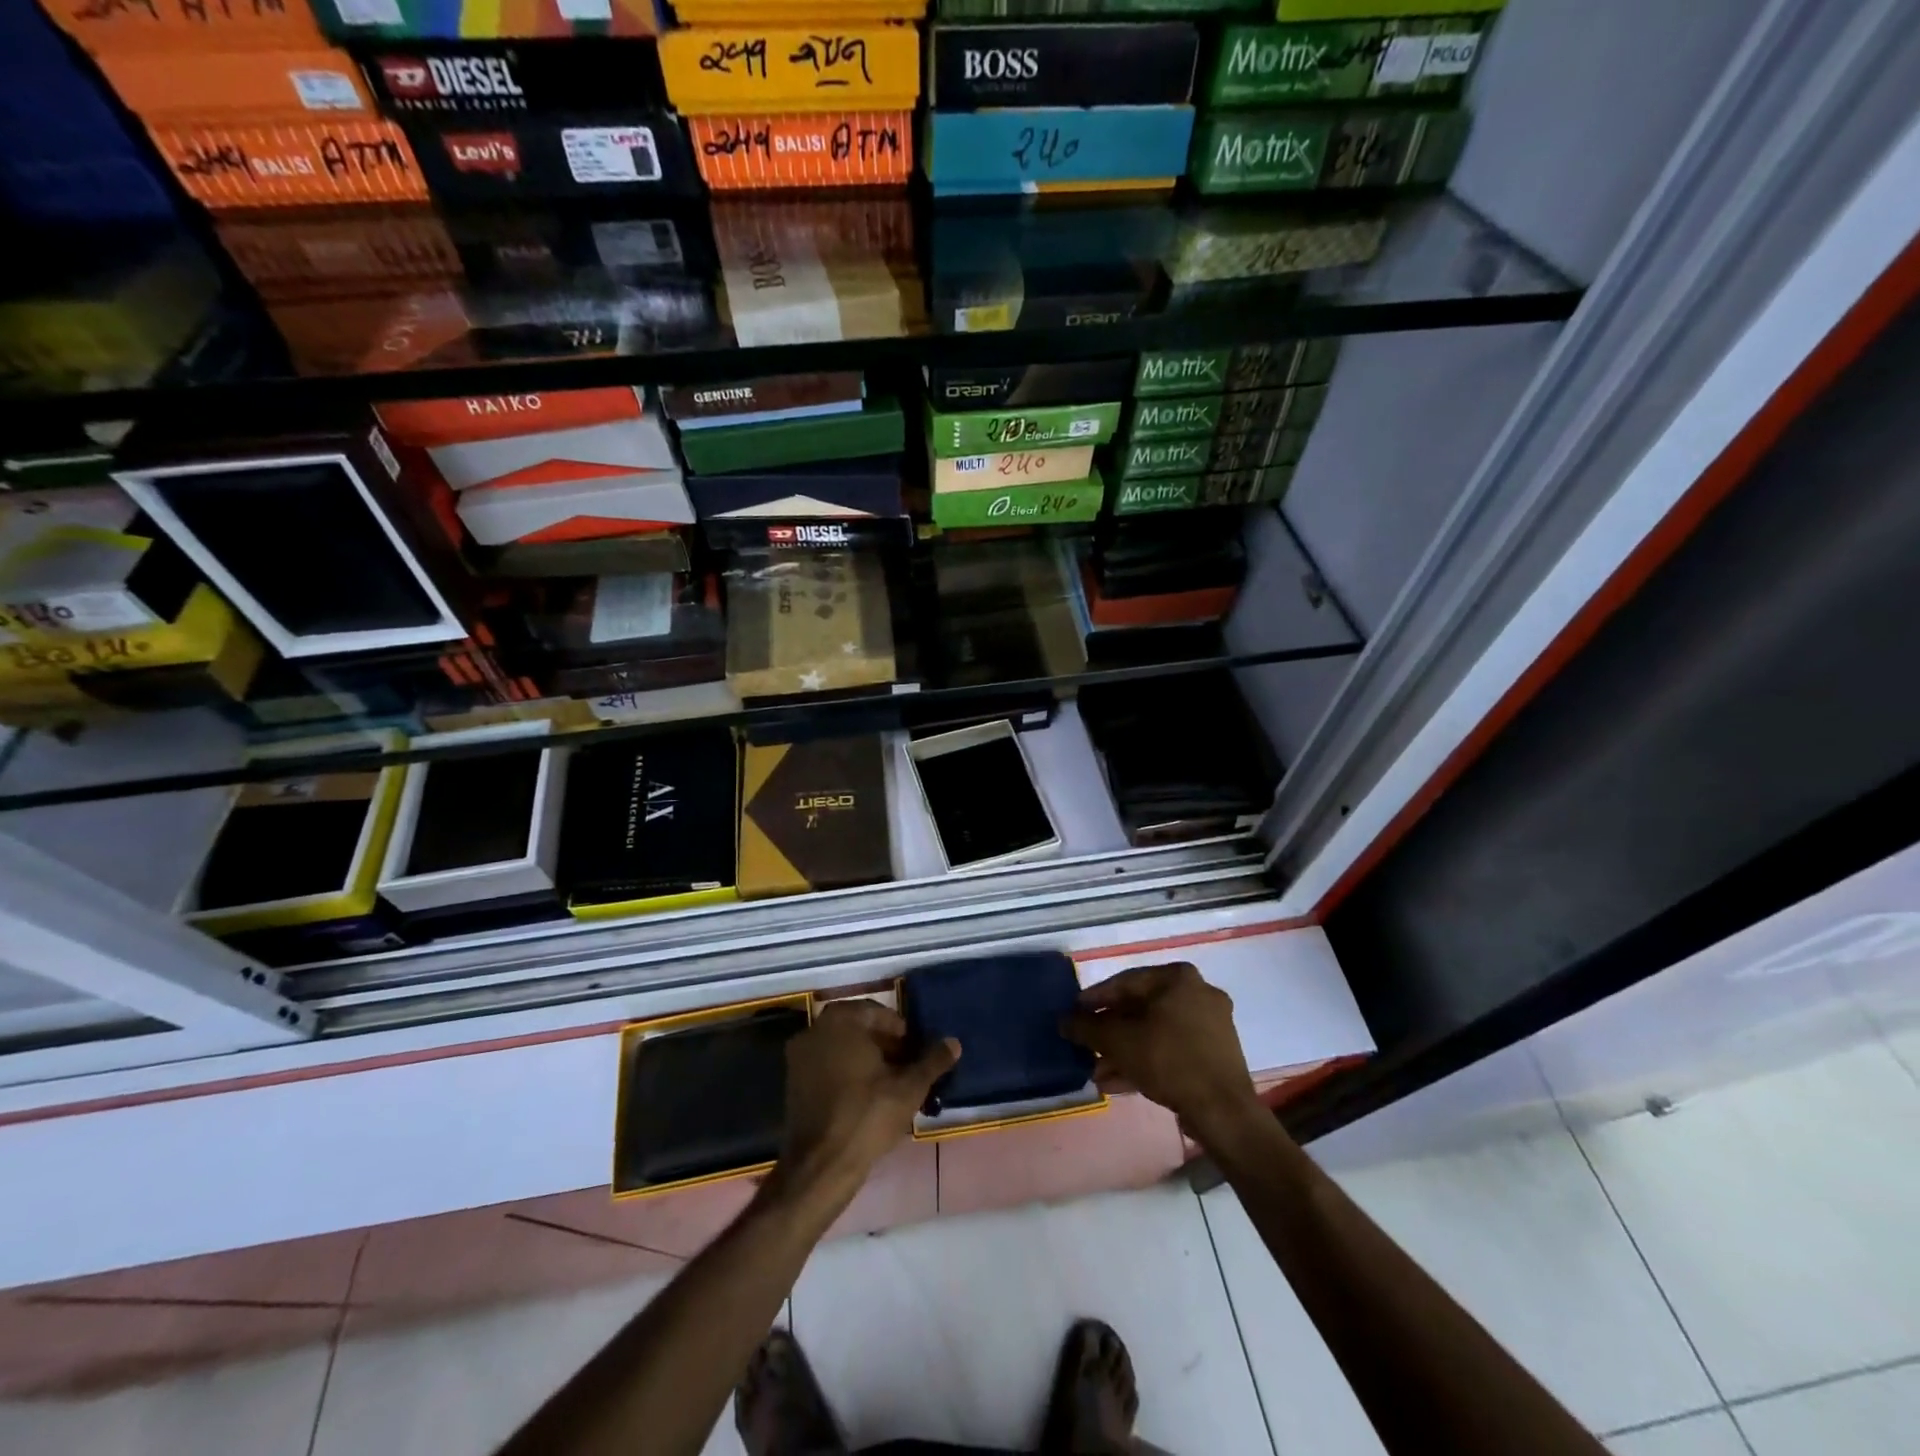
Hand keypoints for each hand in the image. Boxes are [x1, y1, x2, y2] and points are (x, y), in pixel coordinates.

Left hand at [777, 1000, 959, 1207]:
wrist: (820, 1166)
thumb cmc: (867, 1116)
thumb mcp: (909, 1087)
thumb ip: (932, 1061)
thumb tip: (953, 1042)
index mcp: (841, 1020)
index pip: (878, 1013)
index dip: (901, 1032)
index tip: (916, 1053)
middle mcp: (815, 1030)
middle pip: (858, 1029)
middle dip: (885, 1045)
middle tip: (906, 1067)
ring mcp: (799, 1056)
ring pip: (842, 1048)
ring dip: (866, 1060)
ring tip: (891, 1084)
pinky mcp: (793, 1083)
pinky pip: (827, 1066)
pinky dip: (846, 1073)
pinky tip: (867, 1098)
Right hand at [1063, 962, 1260, 1142]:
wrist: (1223, 1112)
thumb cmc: (1169, 1060)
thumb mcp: (1118, 1041)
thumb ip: (1086, 1027)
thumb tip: (1063, 1021)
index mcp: (1178, 977)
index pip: (1125, 982)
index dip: (1094, 999)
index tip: (1073, 1014)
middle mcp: (1198, 992)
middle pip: (1140, 1009)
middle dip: (1110, 1031)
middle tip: (1086, 1045)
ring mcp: (1210, 1024)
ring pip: (1155, 1032)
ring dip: (1124, 1050)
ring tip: (1097, 1071)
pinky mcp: (1215, 1053)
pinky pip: (1172, 1049)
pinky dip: (1146, 1061)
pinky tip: (1118, 1082)